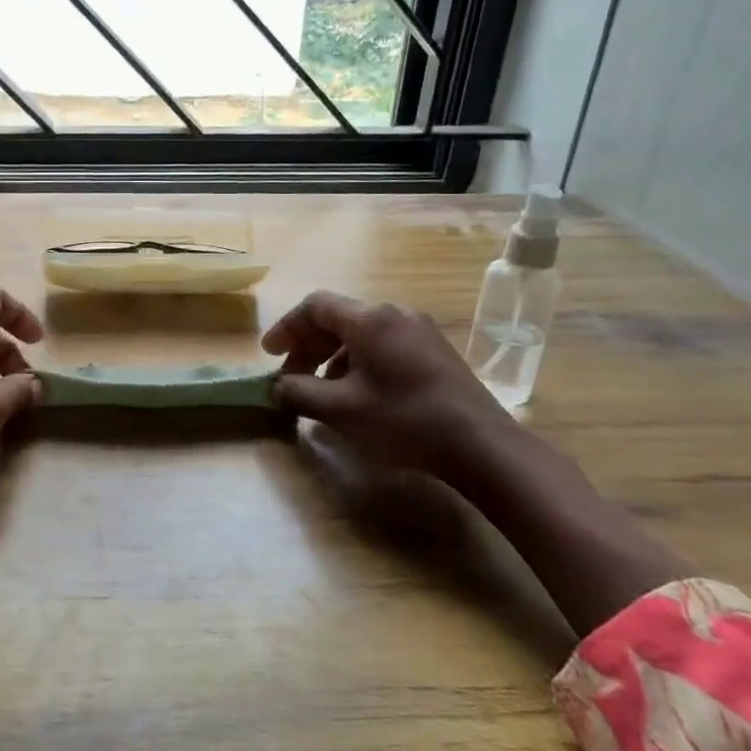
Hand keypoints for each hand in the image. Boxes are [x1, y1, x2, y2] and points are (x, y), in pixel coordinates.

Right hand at [261, 290, 524, 484]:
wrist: (481, 445)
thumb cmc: (403, 419)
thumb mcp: (340, 410)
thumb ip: (299, 393)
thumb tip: (278, 387)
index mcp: (369, 318)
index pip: (315, 306)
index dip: (287, 328)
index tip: (269, 355)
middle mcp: (395, 313)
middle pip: (338, 318)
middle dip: (308, 345)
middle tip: (290, 376)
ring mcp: (419, 330)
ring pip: (361, 333)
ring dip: (332, 356)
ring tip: (321, 390)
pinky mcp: (435, 351)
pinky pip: (384, 344)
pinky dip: (358, 361)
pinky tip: (357, 393)